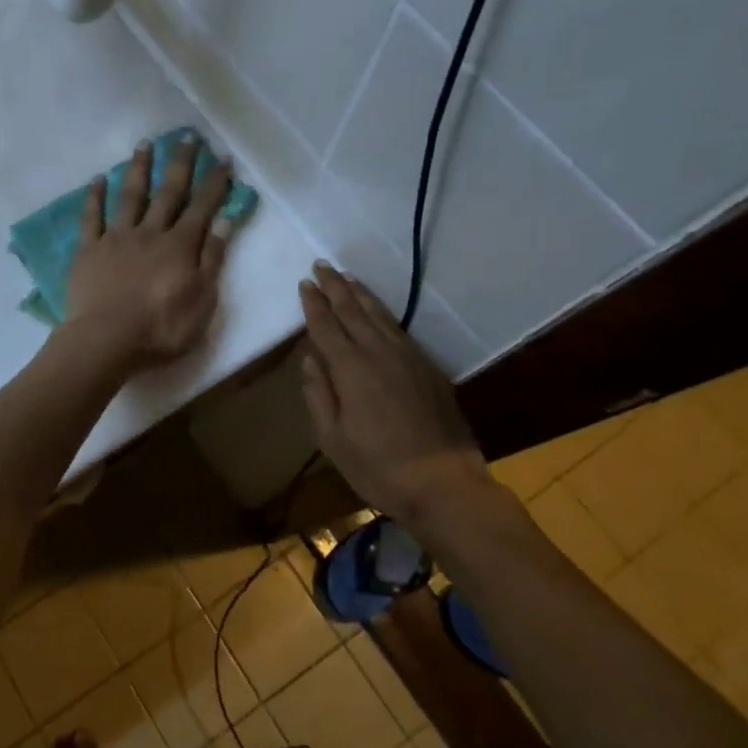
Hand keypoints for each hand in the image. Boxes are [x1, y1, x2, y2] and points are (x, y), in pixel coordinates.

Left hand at [63, 136, 233, 372]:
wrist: (105, 340)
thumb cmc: (160, 329)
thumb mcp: (202, 301)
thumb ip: (212, 260)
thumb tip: (224, 222)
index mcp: (180, 246)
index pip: (202, 207)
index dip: (214, 182)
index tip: (222, 158)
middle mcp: (150, 232)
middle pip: (168, 192)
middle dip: (180, 163)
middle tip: (186, 136)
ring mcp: (116, 238)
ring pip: (130, 196)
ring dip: (138, 168)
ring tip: (144, 144)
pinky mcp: (88, 249)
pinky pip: (91, 217)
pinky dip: (95, 196)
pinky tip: (98, 179)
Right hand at [298, 263, 505, 535]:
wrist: (442, 482)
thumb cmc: (377, 466)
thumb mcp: (332, 438)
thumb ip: (318, 394)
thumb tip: (310, 359)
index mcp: (350, 369)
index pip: (326, 326)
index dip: (313, 304)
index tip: (305, 283)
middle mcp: (378, 353)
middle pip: (353, 311)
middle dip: (335, 287)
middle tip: (322, 265)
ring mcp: (408, 357)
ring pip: (380, 315)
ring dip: (360, 294)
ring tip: (347, 278)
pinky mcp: (428, 367)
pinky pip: (399, 329)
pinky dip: (384, 313)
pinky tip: (378, 312)